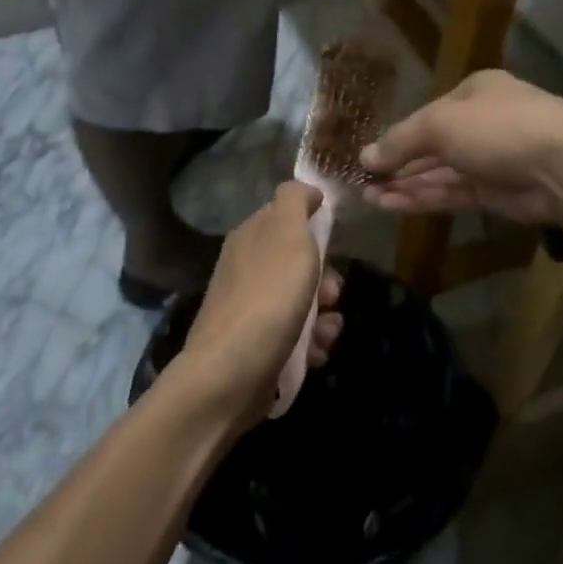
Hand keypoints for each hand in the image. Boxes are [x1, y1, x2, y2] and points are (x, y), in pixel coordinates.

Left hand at [178, 182, 343, 425]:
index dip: (314, 227)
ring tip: (324, 332)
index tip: (331, 243)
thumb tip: (306, 190)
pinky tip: (315, 353)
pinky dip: (313, 343)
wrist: (231, 373)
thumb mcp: (287, 232)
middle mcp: (248, 268)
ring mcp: (252, 309)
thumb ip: (296, 201)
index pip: (287, 217)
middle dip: (327, 280)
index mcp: (250, 236)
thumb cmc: (267, 296)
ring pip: (305, 303)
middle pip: (301, 264)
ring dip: (326, 317)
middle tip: (331, 295)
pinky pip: (298, 336)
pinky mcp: (260, 346)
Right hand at [362, 70, 562, 224]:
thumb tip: (365, 156)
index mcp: (474, 92)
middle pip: (431, 145)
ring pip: (441, 172)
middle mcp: (483, 122)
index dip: (396, 136)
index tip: (367, 156)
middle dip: (397, 164)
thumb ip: (400, 141)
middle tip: (362, 182)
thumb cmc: (498, 128)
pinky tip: (393, 205)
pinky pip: (453, 192)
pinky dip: (424, 198)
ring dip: (405, 184)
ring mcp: (492, 159)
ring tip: (368, 198)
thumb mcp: (439, 124)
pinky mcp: (498, 192)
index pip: (427, 114)